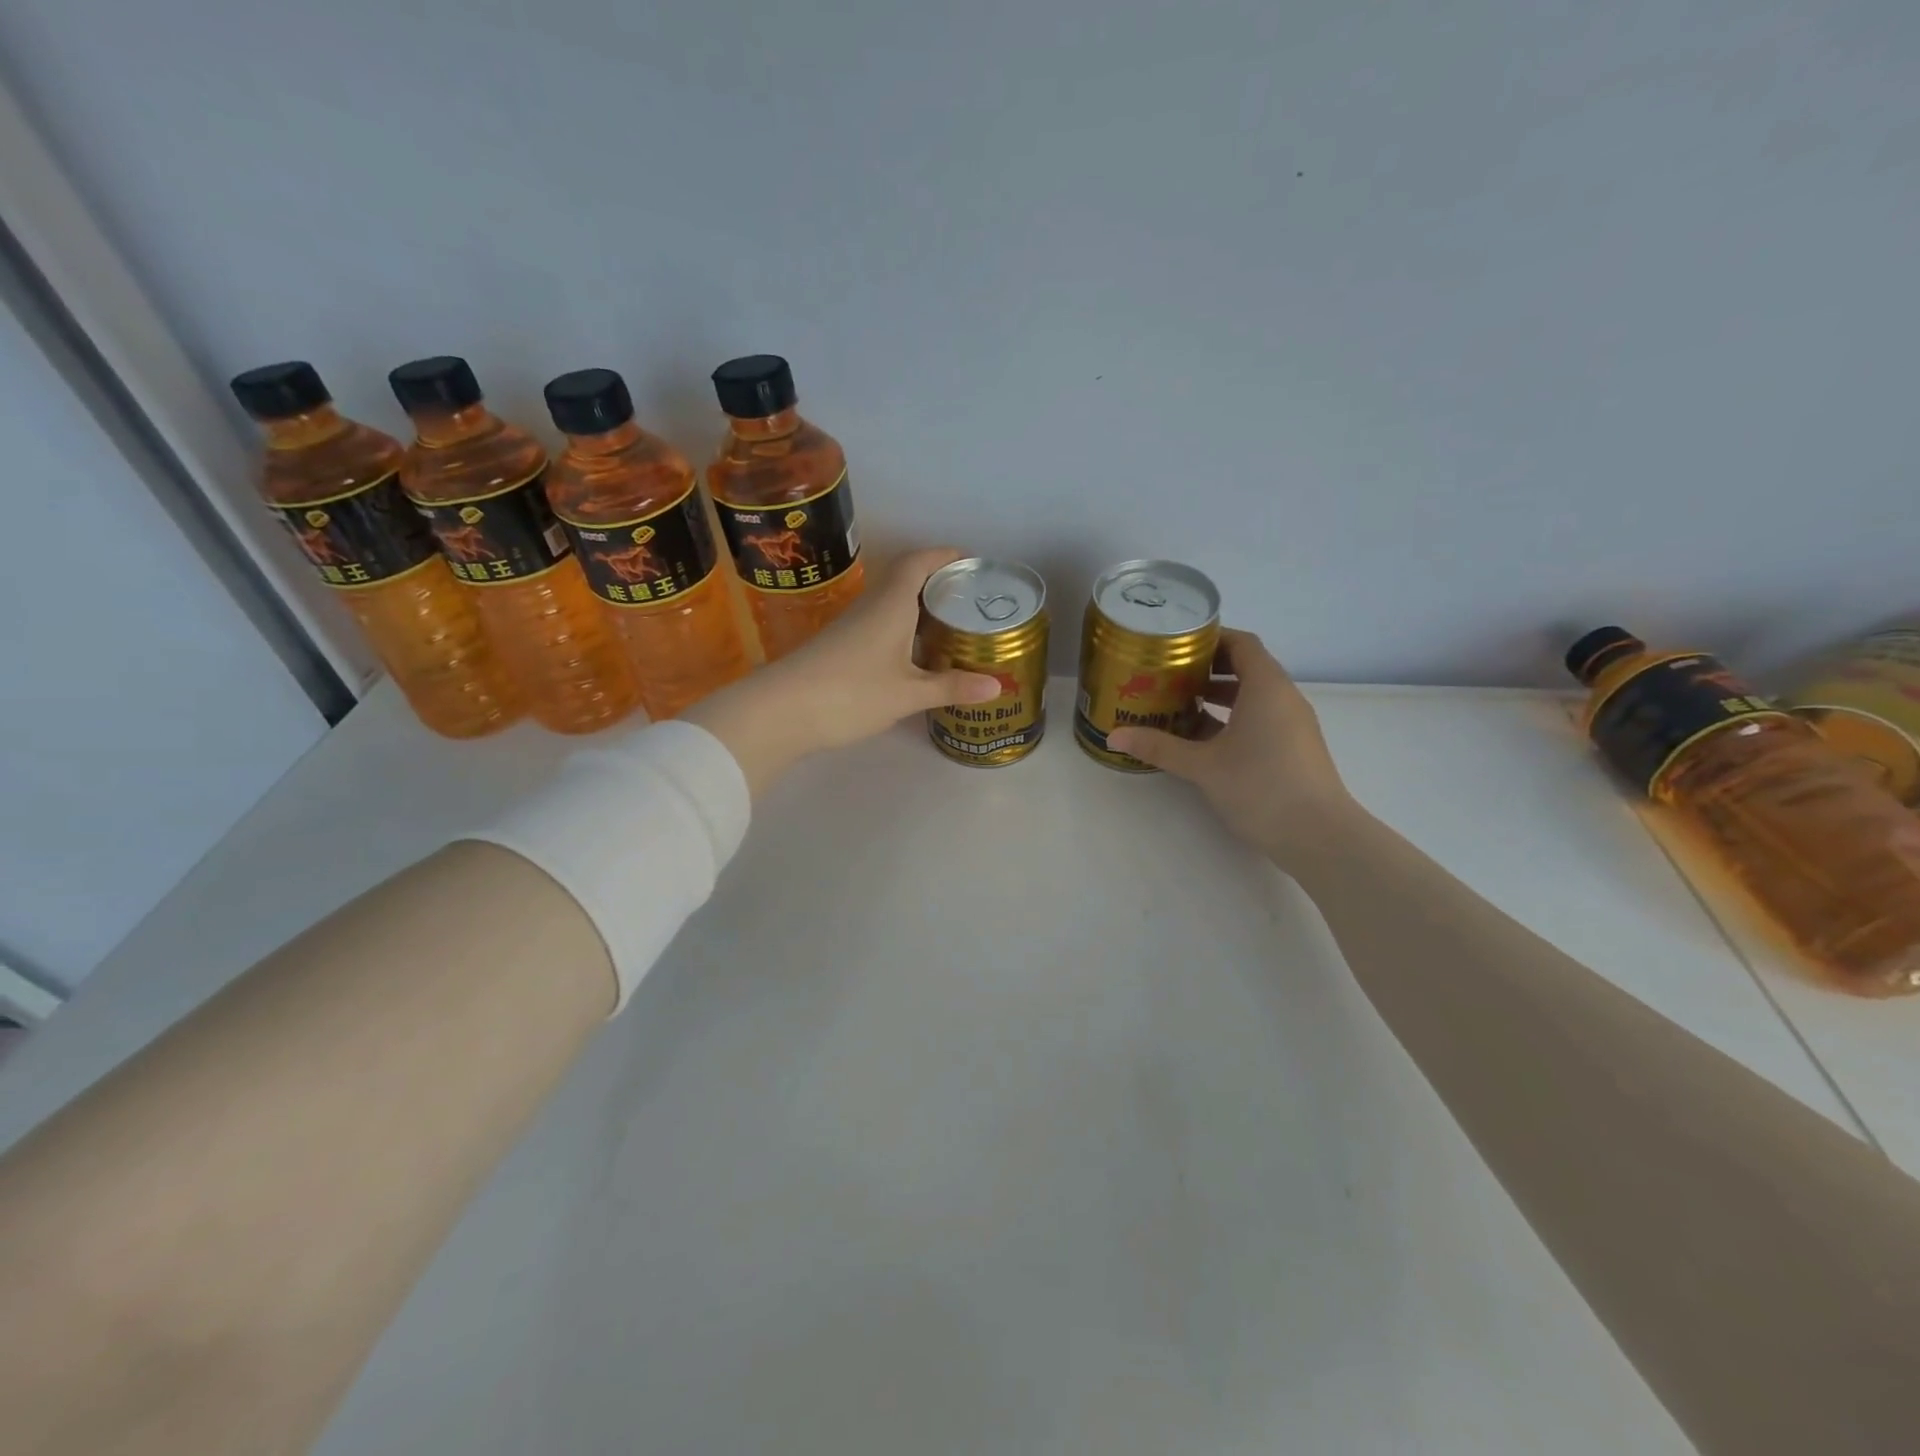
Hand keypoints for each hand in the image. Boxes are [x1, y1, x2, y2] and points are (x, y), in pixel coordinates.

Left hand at [686, 548, 1000, 795]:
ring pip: (891, 604)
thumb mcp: (908, 694)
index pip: (919, 562)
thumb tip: (997, 686)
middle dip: (937, 583)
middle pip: (905, 580)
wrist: (781, 711)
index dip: (944, 556)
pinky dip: (902, 629)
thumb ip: (951, 687)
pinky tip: (913, 654)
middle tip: (969, 600)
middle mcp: (871, 606)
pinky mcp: (839, 646)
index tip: (970, 562)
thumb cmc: (851, 693)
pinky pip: (879, 624)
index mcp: (891, 605)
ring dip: (918, 608)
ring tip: (949, 626)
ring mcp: (851, 626)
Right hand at [1107, 629, 1360, 867]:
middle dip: (1207, 668)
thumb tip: (1114, 736)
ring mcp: (1292, 725)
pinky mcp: (1293, 749)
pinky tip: (1202, 738)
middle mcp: (1283, 698)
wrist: (1319, 836)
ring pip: (1252, 696)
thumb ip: (1160, 747)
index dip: (1210, 638)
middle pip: (1246, 667)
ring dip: (1218, 696)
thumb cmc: (1261, 786)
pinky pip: (1260, 719)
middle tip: (1168, 674)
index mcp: (1266, 687)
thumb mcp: (1203, 765)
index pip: (1241, 643)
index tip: (1176, 644)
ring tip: (1178, 704)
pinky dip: (1232, 719)